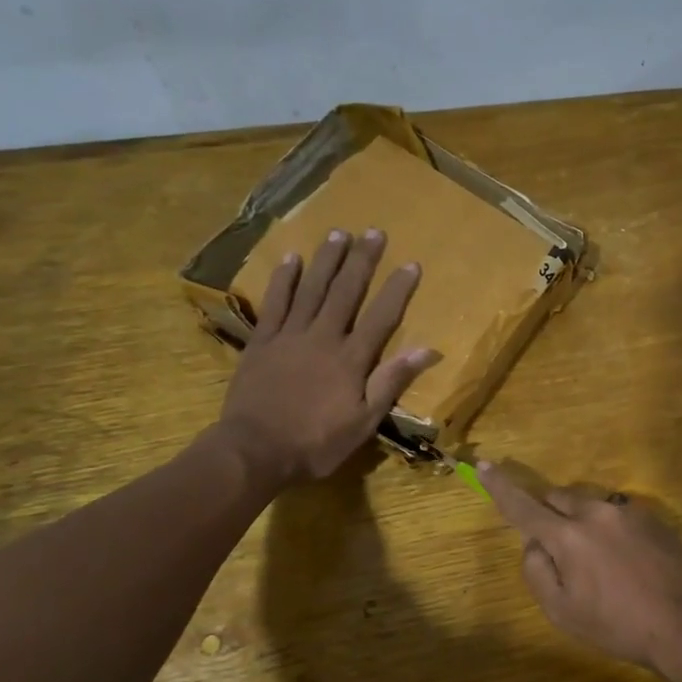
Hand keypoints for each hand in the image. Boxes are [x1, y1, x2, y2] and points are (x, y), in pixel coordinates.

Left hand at [216, 229, 436, 487]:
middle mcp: (323, 337)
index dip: (397, 290)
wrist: (255, 450)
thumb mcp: (363, 422)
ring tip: (338, 233)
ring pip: (312, 289)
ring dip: (326, 260)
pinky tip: (292, 259)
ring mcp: (289, 336)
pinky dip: (284, 280)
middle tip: (374, 232)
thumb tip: (427, 350)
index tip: (411, 264)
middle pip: (346, 292)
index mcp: (351, 360)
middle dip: (362, 261)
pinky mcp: (262, 341)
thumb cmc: (316, 443)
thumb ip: (391, 382)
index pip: (381, 317)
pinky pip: (275, 303)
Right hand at [478, 464, 681, 681]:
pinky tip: (629, 563)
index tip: (484, 465)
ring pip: (590, 505)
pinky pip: (618, 515)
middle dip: (550, 515)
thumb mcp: (562, 612)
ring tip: (603, 564)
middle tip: (561, 553)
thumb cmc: (617, 625)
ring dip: (583, 523)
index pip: (523, 506)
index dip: (500, 487)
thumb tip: (534, 545)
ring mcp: (628, 512)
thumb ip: (537, 572)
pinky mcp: (653, 519)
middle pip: (558, 498)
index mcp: (567, 536)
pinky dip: (611, 530)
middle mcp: (595, 513)